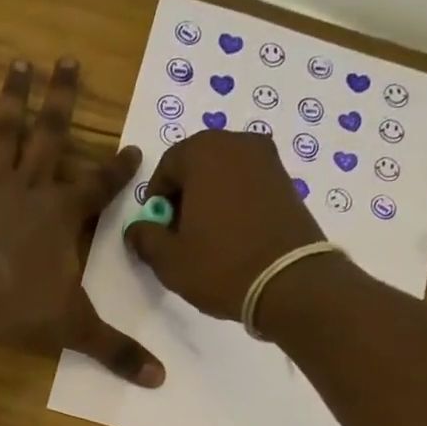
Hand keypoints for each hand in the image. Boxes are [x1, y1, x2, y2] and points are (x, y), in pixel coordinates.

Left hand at [0, 59, 164, 386]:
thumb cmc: (27, 310)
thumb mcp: (78, 329)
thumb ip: (118, 351)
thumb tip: (160, 380)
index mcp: (64, 215)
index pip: (100, 187)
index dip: (118, 170)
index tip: (135, 145)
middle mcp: (30, 190)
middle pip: (52, 137)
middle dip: (63, 99)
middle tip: (68, 58)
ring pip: (3, 133)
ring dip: (11, 97)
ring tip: (17, 61)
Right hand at [122, 131, 327, 322]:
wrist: (290, 282)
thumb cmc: (220, 265)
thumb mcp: (168, 259)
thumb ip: (144, 238)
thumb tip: (137, 230)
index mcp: (205, 151)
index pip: (167, 166)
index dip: (156, 200)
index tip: (156, 230)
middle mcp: (239, 143)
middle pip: (198, 166)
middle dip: (184, 197)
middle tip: (180, 236)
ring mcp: (269, 161)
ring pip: (224, 176)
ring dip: (210, 201)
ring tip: (207, 241)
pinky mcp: (288, 183)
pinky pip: (248, 187)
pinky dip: (235, 206)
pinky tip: (233, 239)